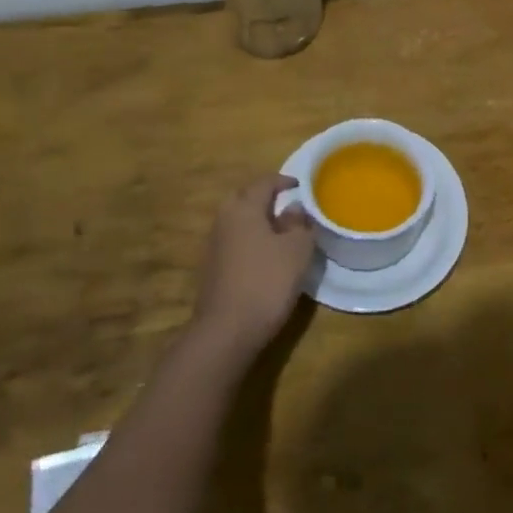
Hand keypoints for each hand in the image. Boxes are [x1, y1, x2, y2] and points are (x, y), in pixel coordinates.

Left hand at [192, 175, 316, 358]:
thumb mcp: (297, 250)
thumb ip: (299, 224)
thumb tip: (294, 208)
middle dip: (265, 197)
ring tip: (280, 231)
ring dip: (257, 220)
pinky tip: (264, 256)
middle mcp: (224, 219)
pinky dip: (249, 239)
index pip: (265, 182)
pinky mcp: (212, 268)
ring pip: (238, 220)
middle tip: (287, 205)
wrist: (225, 332)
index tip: (300, 185)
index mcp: (244, 207)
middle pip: (245, 197)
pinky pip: (234, 241)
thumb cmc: (266, 282)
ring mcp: (214, 245)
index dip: (284, 181)